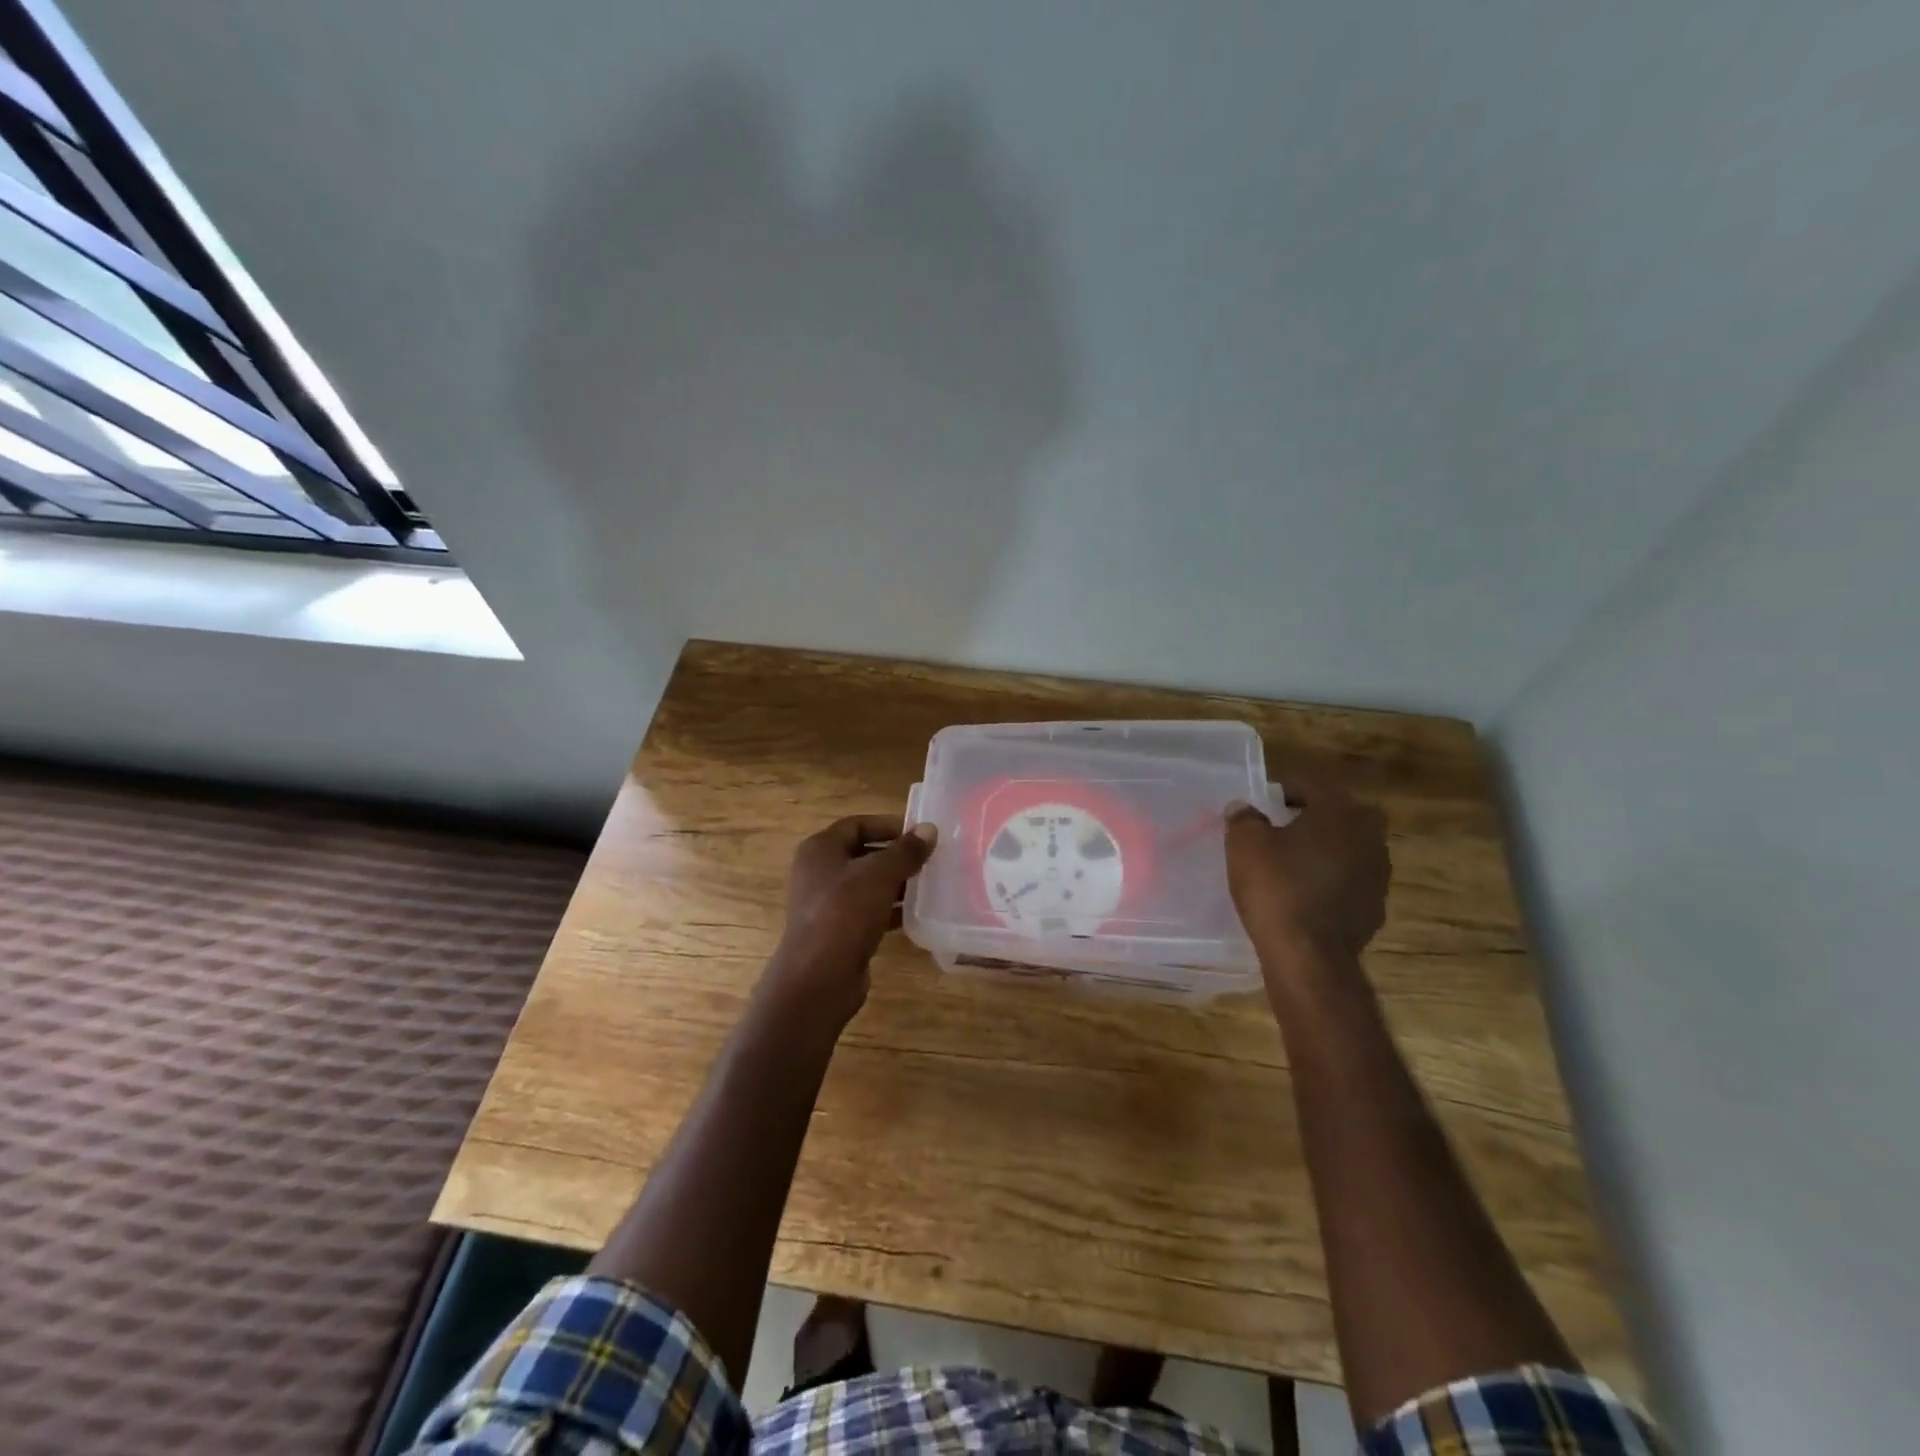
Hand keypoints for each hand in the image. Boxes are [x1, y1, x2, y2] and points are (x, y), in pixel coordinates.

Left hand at [765, 815, 938, 1026]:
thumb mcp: (879, 875)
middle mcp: (819, 872)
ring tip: (931, 885)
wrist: (818, 978)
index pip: (857, 824)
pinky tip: (918, 914)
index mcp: (820, 849)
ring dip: (897, 884)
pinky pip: (869, 911)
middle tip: (931, 859)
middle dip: (897, 856)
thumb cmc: (845, 913)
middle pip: (863, 854)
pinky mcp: (838, 931)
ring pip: (868, 885)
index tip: (921, 833)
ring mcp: (827, 904)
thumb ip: (906, 851)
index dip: (889, 825)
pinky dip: (891, 910)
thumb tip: (929, 829)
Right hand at [1224, 782, 1389, 987]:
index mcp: (1341, 810)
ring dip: (1323, 851)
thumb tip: (1244, 808)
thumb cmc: (1276, 886)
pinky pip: (1348, 882)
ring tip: (1290, 864)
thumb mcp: (1245, 844)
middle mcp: (1369, 836)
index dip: (1284, 791)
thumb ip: (1244, 818)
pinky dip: (1330, 882)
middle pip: (1337, 816)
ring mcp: (1378, 874)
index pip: (1312, 786)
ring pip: (1347, 849)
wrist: (1308, 955)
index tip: (1262, 804)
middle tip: (1279, 830)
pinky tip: (1303, 895)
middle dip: (1310, 819)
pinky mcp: (1376, 907)